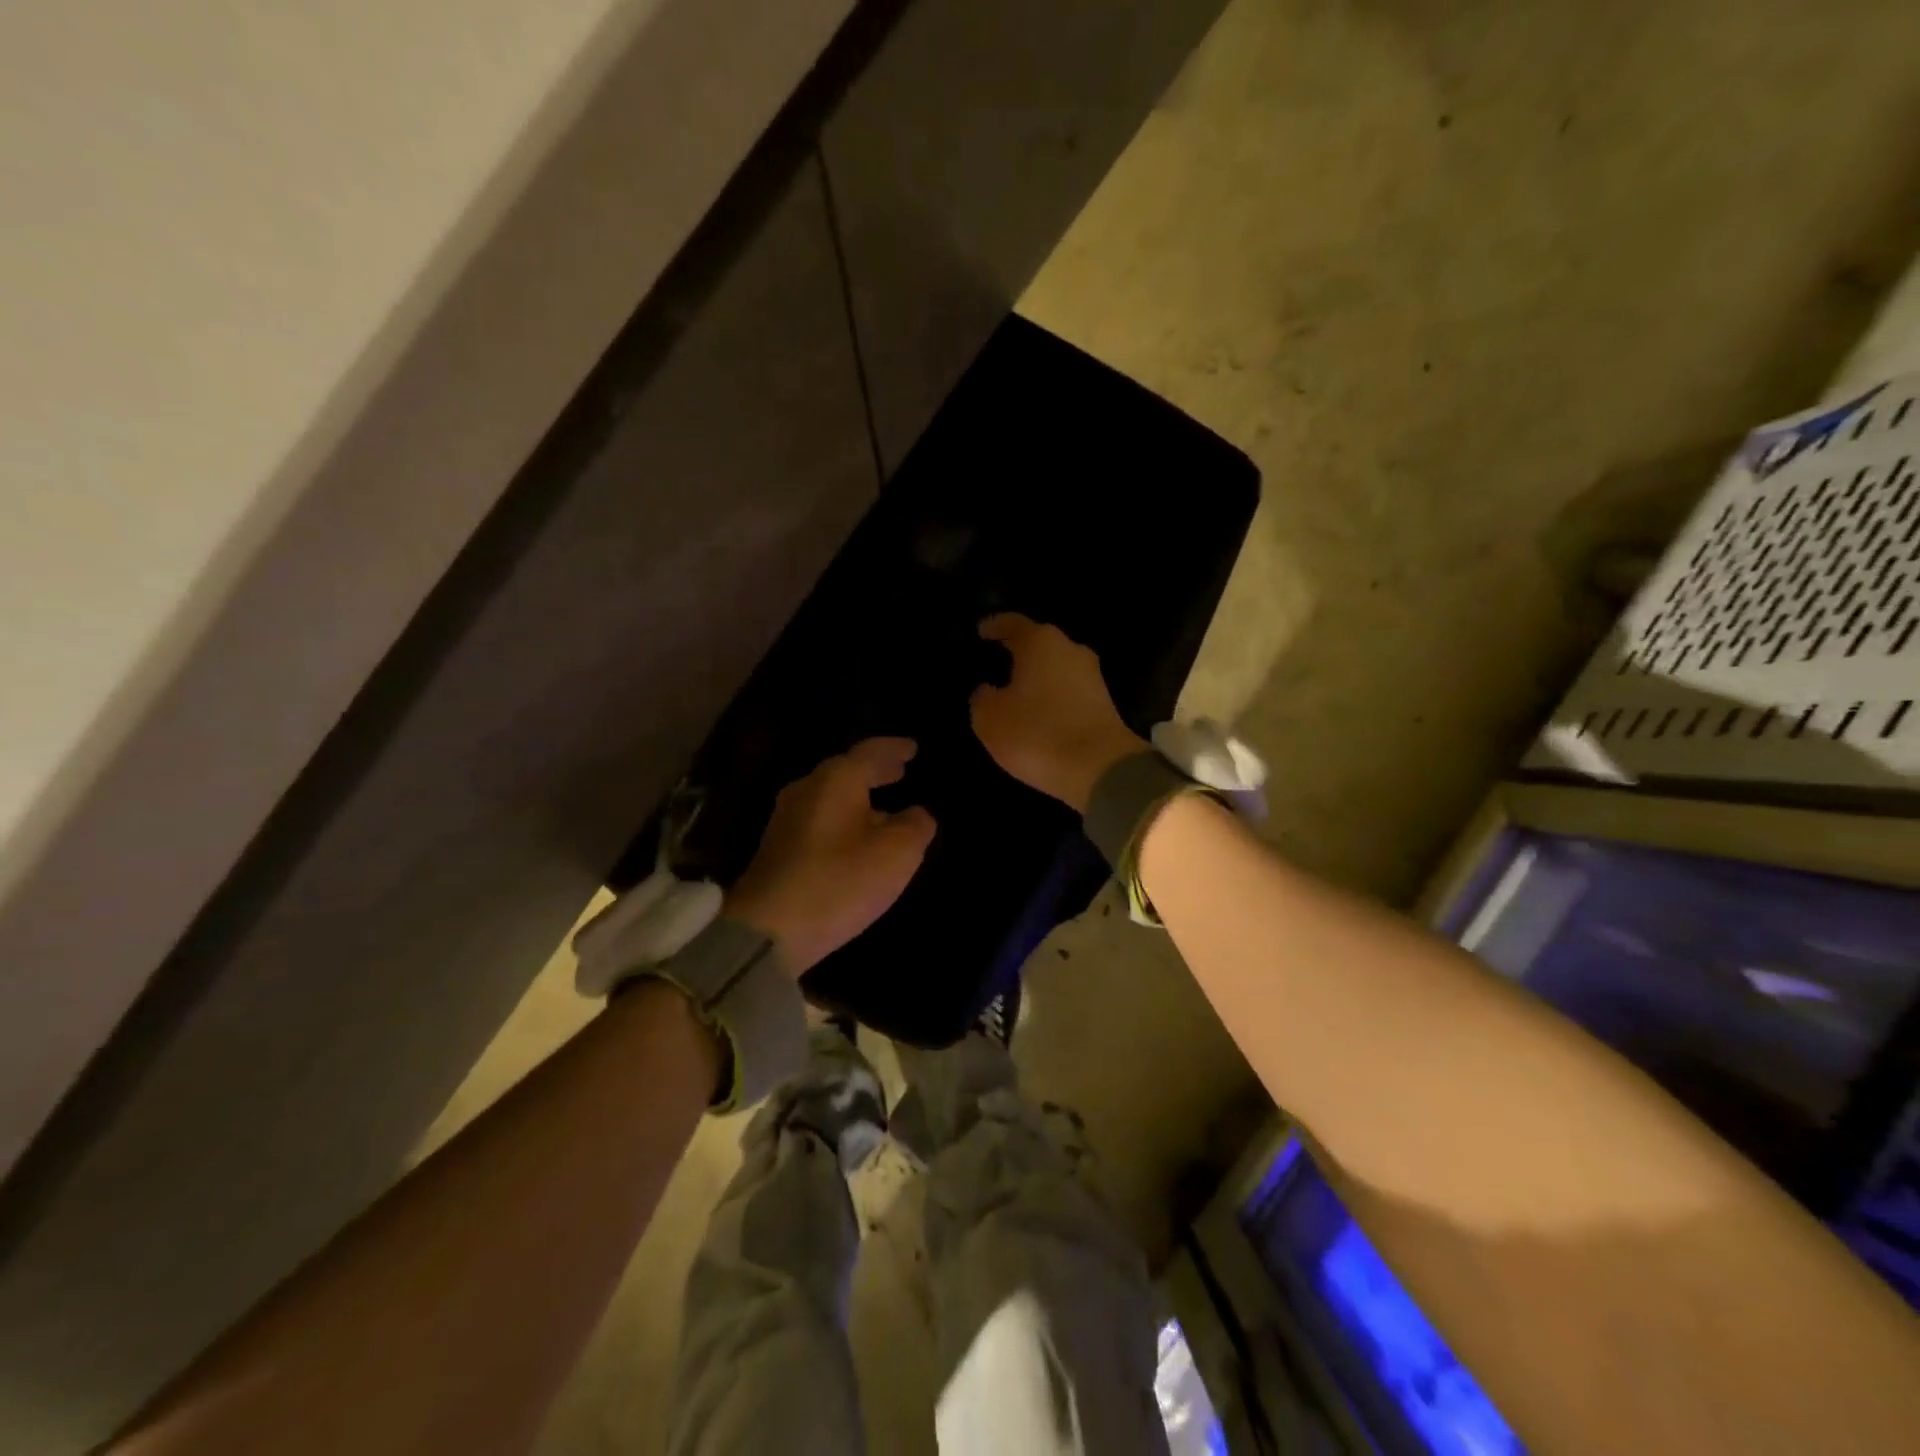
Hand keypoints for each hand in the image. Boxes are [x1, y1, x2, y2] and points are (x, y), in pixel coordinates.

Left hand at [725, 738, 935, 975]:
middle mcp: (807, 789)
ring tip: (885, 803)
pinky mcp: (779, 847)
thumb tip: (917, 813)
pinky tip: (857, 834)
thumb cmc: (840, 881)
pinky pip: (821, 817)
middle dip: (876, 770)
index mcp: (836, 780)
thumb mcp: (897, 854)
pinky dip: (845, 816)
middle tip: (900, 770)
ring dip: (860, 795)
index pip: (870, 751)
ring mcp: (787, 818)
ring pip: (832, 794)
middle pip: (846, 770)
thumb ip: (916, 825)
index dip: (895, 749)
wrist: (769, 930)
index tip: (914, 748)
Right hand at [969, 614, 1146, 812]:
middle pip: (1039, 644)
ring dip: (1037, 678)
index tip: (981, 632)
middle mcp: (1070, 650)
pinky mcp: (1104, 703)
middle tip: (996, 665)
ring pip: (1056, 668)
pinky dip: (1052, 698)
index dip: (994, 627)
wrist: (1099, 769)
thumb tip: (988, 690)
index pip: (1012, 624)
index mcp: (1040, 642)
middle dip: (1018, 653)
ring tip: (1014, 693)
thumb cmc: (1036, 733)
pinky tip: (1038, 713)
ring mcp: (1092, 676)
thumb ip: (983, 698)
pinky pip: (1069, 692)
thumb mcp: (990, 718)